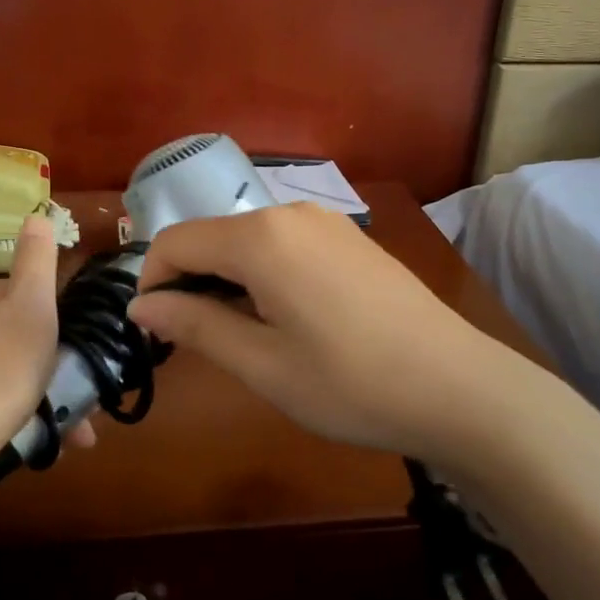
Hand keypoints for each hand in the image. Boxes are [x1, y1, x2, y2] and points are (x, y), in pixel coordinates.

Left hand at [0, 216, 94, 498]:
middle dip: (53, 364)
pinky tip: (42, 445)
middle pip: (19, 337)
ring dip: (43, 398)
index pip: (24, 294)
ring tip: (75, 433)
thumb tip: (35, 213)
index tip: (82, 344)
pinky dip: (21, 420)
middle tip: (85, 396)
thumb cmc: (3, 361)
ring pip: (9, 376)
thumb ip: (36, 259)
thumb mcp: (32, 301)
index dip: (56, 317)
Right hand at [126, 204, 506, 465]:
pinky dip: (264, 274)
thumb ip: (195, 325)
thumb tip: (141, 305)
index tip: (155, 331)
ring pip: (249, 241)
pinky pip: (285, 245)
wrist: (458, 387)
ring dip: (227, 280)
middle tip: (196, 342)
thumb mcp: (262, 364)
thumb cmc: (350, 383)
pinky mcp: (351, 239)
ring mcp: (326, 222)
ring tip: (243, 337)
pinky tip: (288, 320)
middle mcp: (289, 213)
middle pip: (212, 236)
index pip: (175, 241)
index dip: (152, 283)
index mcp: (260, 237)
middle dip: (189, 282)